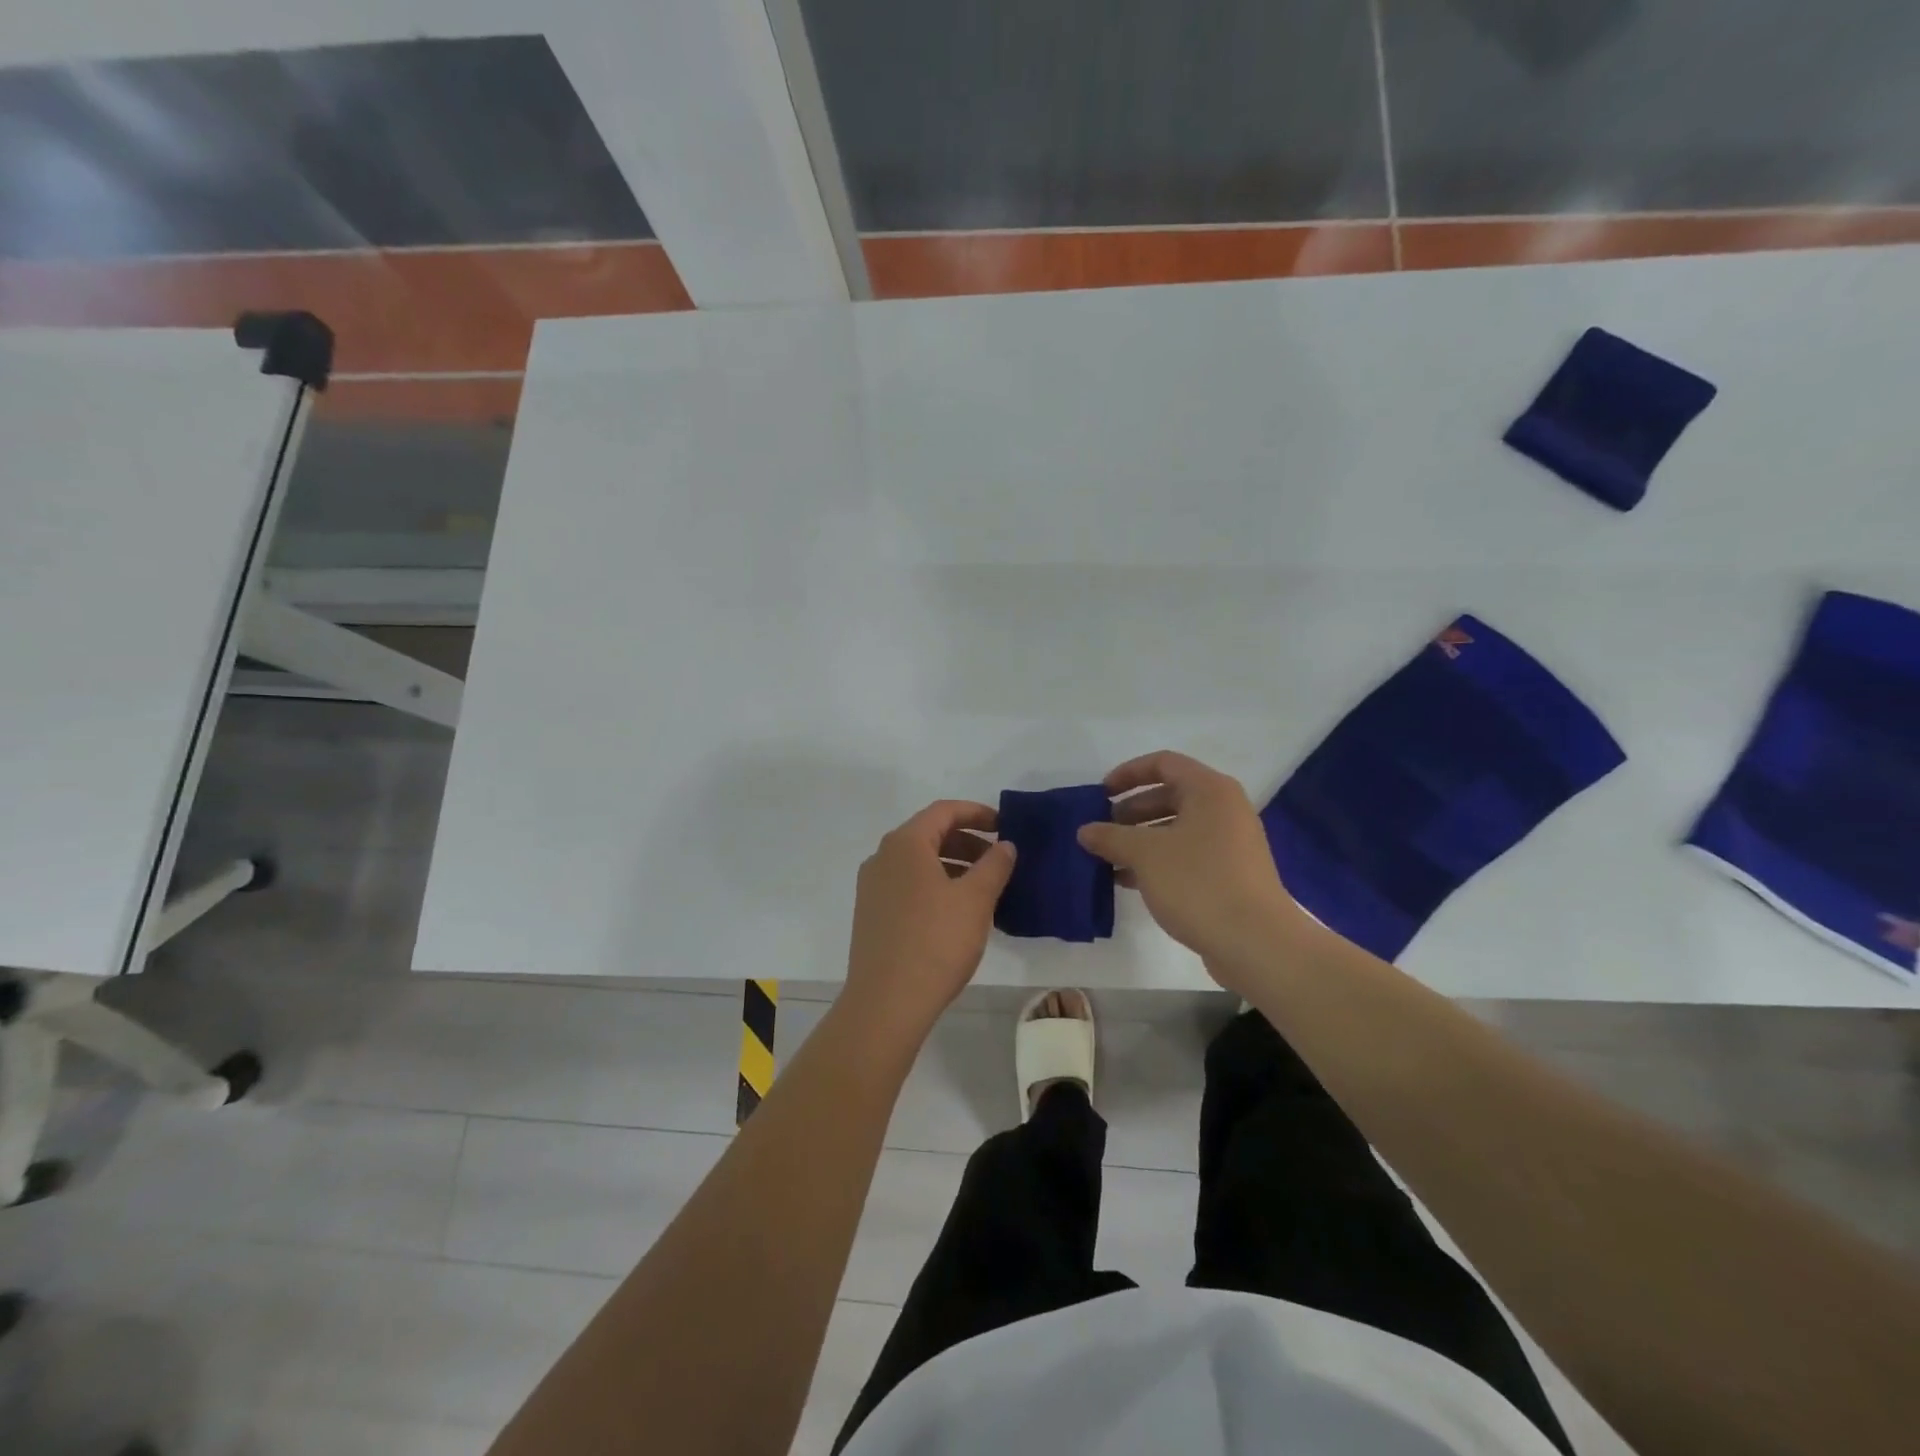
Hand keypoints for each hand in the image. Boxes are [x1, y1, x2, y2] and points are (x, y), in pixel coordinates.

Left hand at [842, 800, 1016, 1042]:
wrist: (886, 1003)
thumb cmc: (935, 942)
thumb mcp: (975, 899)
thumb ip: (995, 865)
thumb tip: (1005, 845)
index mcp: (905, 844)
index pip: (943, 811)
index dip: (977, 813)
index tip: (1005, 825)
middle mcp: (882, 857)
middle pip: (929, 835)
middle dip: (967, 842)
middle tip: (999, 860)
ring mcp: (873, 887)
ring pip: (919, 863)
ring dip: (953, 866)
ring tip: (984, 889)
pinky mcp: (872, 915)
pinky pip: (908, 886)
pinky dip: (936, 886)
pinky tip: (957, 912)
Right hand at [1077, 751, 1301, 988]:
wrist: (1256, 943)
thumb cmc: (1199, 883)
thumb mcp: (1145, 854)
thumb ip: (1111, 837)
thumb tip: (1085, 830)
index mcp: (1210, 791)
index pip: (1163, 763)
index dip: (1128, 774)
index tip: (1100, 794)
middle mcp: (1223, 810)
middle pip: (1169, 796)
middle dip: (1130, 811)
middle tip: (1101, 831)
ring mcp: (1229, 844)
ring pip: (1175, 829)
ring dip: (1140, 840)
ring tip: (1107, 859)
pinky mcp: (1229, 875)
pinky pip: (1185, 856)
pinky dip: (1157, 862)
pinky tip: (1127, 881)